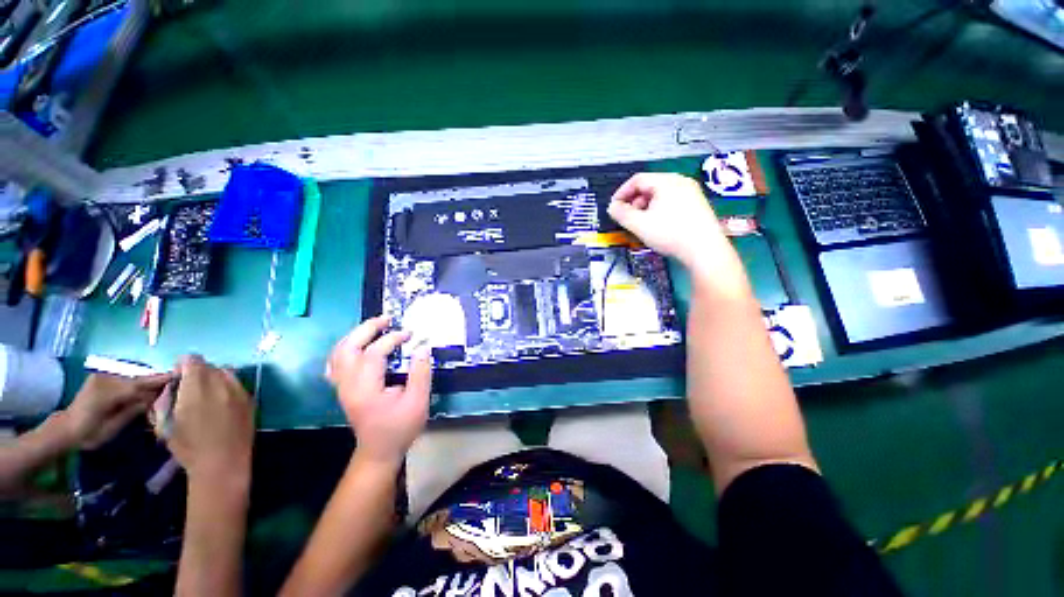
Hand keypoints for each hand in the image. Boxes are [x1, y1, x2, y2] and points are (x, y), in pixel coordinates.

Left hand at [61, 373, 173, 449]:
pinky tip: (147, 390)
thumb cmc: (89, 434)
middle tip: (177, 384)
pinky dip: (138, 384)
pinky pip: (125, 380)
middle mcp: (106, 378)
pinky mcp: (103, 377)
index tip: (181, 375)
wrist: (65, 428)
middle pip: (138, 379)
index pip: (140, 384)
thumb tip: (157, 398)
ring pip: (133, 379)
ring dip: (148, 383)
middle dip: (156, 382)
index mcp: (108, 392)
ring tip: (165, 388)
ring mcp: (103, 376)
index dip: (160, 380)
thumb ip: (134, 410)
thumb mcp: (113, 427)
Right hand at [164, 356, 254, 486]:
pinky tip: (221, 403)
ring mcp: (240, 390)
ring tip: (206, 395)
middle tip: (190, 388)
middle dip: (198, 372)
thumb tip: (171, 387)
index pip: (192, 360)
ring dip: (215, 378)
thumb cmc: (189, 447)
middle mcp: (221, 384)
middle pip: (210, 366)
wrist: (224, 462)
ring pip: (226, 373)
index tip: (178, 378)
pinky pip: (238, 385)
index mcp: (197, 388)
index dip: (183, 366)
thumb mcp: (164, 424)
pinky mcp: (251, 399)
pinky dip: (228, 388)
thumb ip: (165, 400)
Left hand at [326, 316, 432, 464]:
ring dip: (356, 335)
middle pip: (348, 347)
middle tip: (387, 319)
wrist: (379, 451)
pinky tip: (360, 345)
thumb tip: (423, 347)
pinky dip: (348, 347)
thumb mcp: (418, 401)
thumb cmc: (400, 427)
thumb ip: (420, 373)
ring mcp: (342, 386)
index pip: (374, 353)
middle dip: (367, 329)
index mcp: (365, 388)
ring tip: (377, 326)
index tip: (410, 334)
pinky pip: (337, 361)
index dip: (392, 339)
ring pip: (339, 352)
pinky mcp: (343, 388)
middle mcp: (348, 385)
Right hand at [608, 173, 725, 268]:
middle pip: (650, 186)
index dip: (622, 192)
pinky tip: (658, 225)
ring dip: (646, 207)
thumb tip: (612, 207)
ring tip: (642, 223)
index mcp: (666, 182)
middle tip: (628, 217)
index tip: (614, 207)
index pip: (637, 180)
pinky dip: (659, 209)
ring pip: (661, 194)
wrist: (704, 250)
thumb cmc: (670, 234)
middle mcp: (680, 182)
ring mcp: (692, 192)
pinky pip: (672, 201)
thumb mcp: (639, 225)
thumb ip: (621, 214)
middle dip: (634, 201)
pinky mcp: (698, 205)